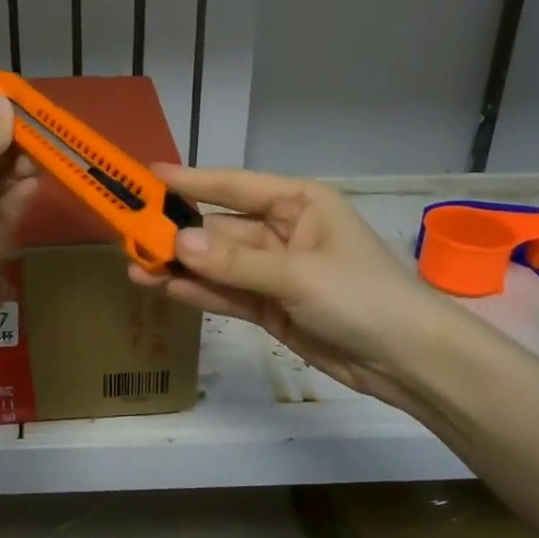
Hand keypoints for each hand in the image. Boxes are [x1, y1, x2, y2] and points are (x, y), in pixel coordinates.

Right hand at [129, 166, 466, 412]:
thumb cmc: (363, 297)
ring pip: (218, 264)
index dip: (190, 181)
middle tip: (130, 237)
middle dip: (178, 234)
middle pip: (220, 228)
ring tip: (137, 269)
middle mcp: (283, 230)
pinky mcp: (271, 307)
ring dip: (181, 267)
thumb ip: (236, 262)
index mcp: (298, 203)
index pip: (233, 187)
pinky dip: (200, 293)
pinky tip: (165, 290)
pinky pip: (228, 294)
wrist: (408, 361)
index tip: (147, 177)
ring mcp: (275, 271)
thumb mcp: (299, 274)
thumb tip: (177, 243)